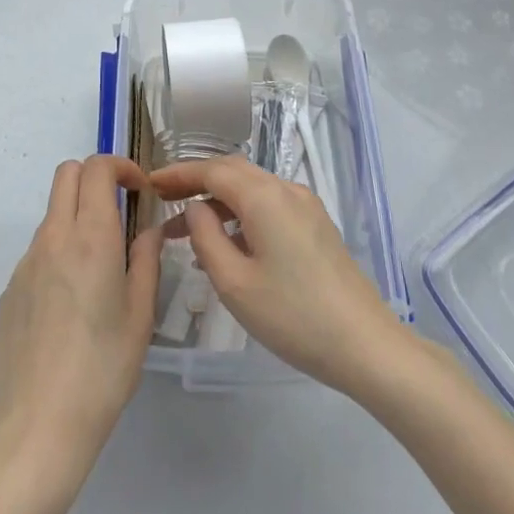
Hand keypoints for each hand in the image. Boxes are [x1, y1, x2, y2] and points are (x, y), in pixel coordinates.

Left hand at [0, 154, 160, 486]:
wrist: (38, 428)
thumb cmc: (102, 371)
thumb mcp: (141, 316)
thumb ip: (146, 261)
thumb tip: (148, 231)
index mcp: (91, 237)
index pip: (97, 168)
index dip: (121, 167)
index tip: (140, 191)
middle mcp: (54, 238)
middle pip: (66, 174)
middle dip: (95, 178)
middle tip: (119, 210)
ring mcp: (25, 264)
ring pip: (52, 214)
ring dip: (77, 218)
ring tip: (98, 270)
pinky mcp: (9, 291)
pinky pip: (37, 253)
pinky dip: (58, 255)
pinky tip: (69, 306)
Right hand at [152, 154, 407, 398]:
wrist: (364, 343)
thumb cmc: (293, 315)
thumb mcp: (235, 283)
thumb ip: (206, 237)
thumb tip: (194, 207)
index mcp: (264, 196)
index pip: (213, 170)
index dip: (178, 174)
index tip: (149, 183)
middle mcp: (286, 189)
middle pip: (233, 172)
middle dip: (196, 182)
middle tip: (162, 201)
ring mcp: (305, 205)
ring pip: (252, 188)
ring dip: (218, 200)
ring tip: (185, 231)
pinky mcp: (316, 225)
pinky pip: (269, 205)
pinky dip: (241, 213)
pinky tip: (226, 244)